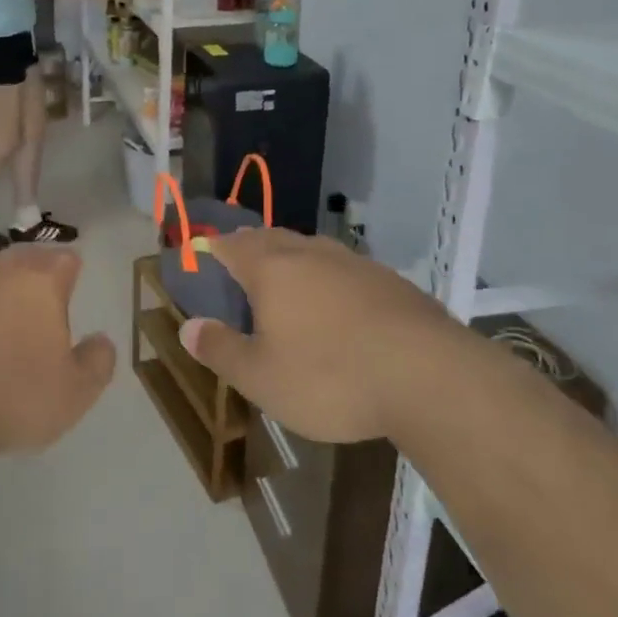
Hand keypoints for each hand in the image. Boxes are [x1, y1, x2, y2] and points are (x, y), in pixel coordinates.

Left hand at [0, 248, 115, 454]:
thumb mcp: (73, 395)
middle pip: (22, 260)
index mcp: (40, 282)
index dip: (71, 273)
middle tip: (37, 309)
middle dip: (32, 278)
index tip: (71, 291)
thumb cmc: (9, 396)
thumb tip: (102, 340)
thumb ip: (96, 363)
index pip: (66, 259)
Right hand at [178, 229, 466, 443]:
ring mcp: (354, 263)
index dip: (212, 247)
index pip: (231, 245)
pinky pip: (344, 269)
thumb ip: (221, 350)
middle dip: (250, 246)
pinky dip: (328, 278)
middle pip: (270, 237)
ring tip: (285, 279)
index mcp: (271, 269)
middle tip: (238, 262)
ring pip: (311, 249)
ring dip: (291, 258)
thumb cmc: (331, 377)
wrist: (431, 378)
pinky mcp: (390, 281)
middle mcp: (310, 254)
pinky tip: (337, 304)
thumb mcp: (262, 379)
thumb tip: (187, 328)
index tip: (201, 252)